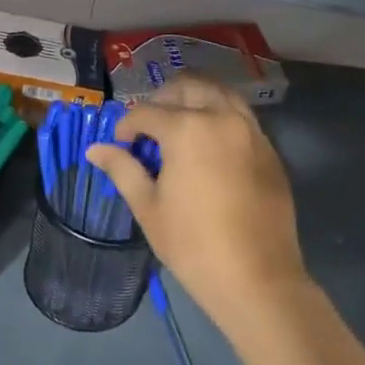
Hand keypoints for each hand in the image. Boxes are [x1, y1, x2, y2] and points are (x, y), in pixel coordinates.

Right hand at [84, 75, 310, 336]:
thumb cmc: (193, 245)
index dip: (126, 125)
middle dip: (163, 98)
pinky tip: (209, 145)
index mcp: (187, 129)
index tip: (120, 144)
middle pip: (189, 86)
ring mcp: (252, 131)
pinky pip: (241, 116)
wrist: (257, 278)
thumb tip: (94, 149)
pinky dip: (221, 116)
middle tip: (149, 126)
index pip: (147, 112)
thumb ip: (122, 169)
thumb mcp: (148, 207)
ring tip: (179, 125)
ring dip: (195, 99)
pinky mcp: (270, 150)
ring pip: (221, 93)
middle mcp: (222, 118)